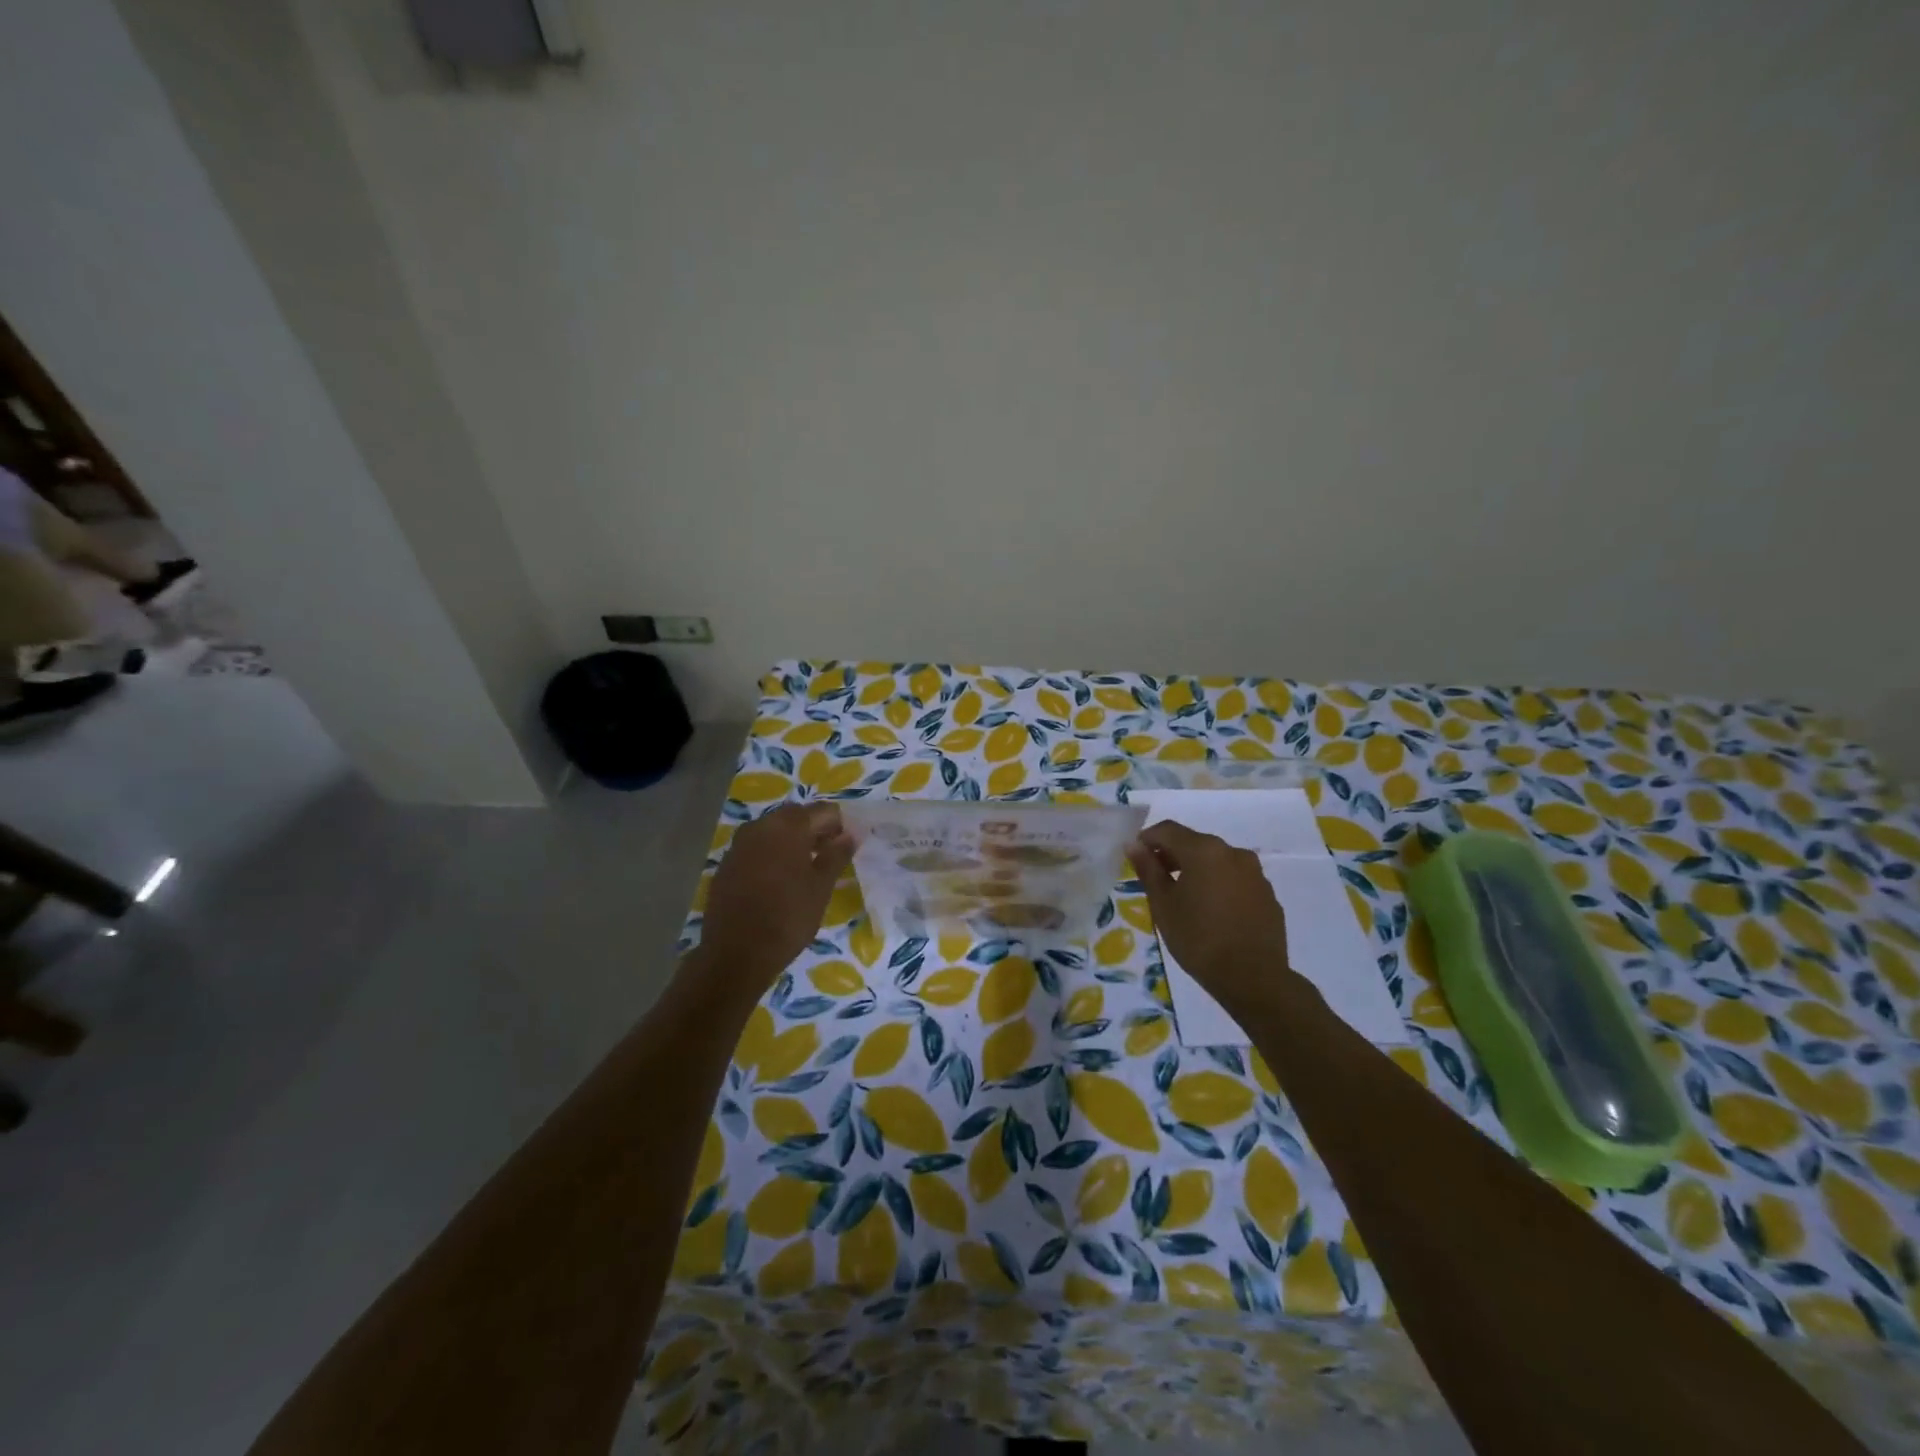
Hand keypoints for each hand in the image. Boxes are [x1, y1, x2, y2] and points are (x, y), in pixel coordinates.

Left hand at [696, 802, 854, 990]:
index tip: (846, 848)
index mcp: (787, 827)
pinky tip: (778, 881)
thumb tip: (850, 834)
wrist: (736, 954)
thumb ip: (837, 855)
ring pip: (773, 832)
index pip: (823, 811)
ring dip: (791, 842)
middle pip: (795, 817)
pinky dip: (771, 856)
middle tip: (829, 857)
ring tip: (805, 870)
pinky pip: (755, 849)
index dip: (839, 826)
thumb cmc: (788, 917)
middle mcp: (759, 827)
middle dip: (814, 830)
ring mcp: (738, 845)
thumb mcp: (821, 887)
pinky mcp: (726, 865)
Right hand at [1127, 821, 1292, 1016]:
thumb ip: (1148, 869)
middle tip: (1156, 879)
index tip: (1135, 858)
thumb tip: (1134, 845)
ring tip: (1185, 898)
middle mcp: (1232, 852)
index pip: (1167, 830)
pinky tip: (1213, 912)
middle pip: (1194, 843)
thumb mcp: (1163, 905)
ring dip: (1197, 870)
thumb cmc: (1198, 939)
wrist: (1253, 978)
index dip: (1147, 839)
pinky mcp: (1268, 894)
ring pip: (1217, 861)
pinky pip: (1236, 880)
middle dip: (1172, 855)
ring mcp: (1255, 873)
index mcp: (1204, 850)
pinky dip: (1219, 885)